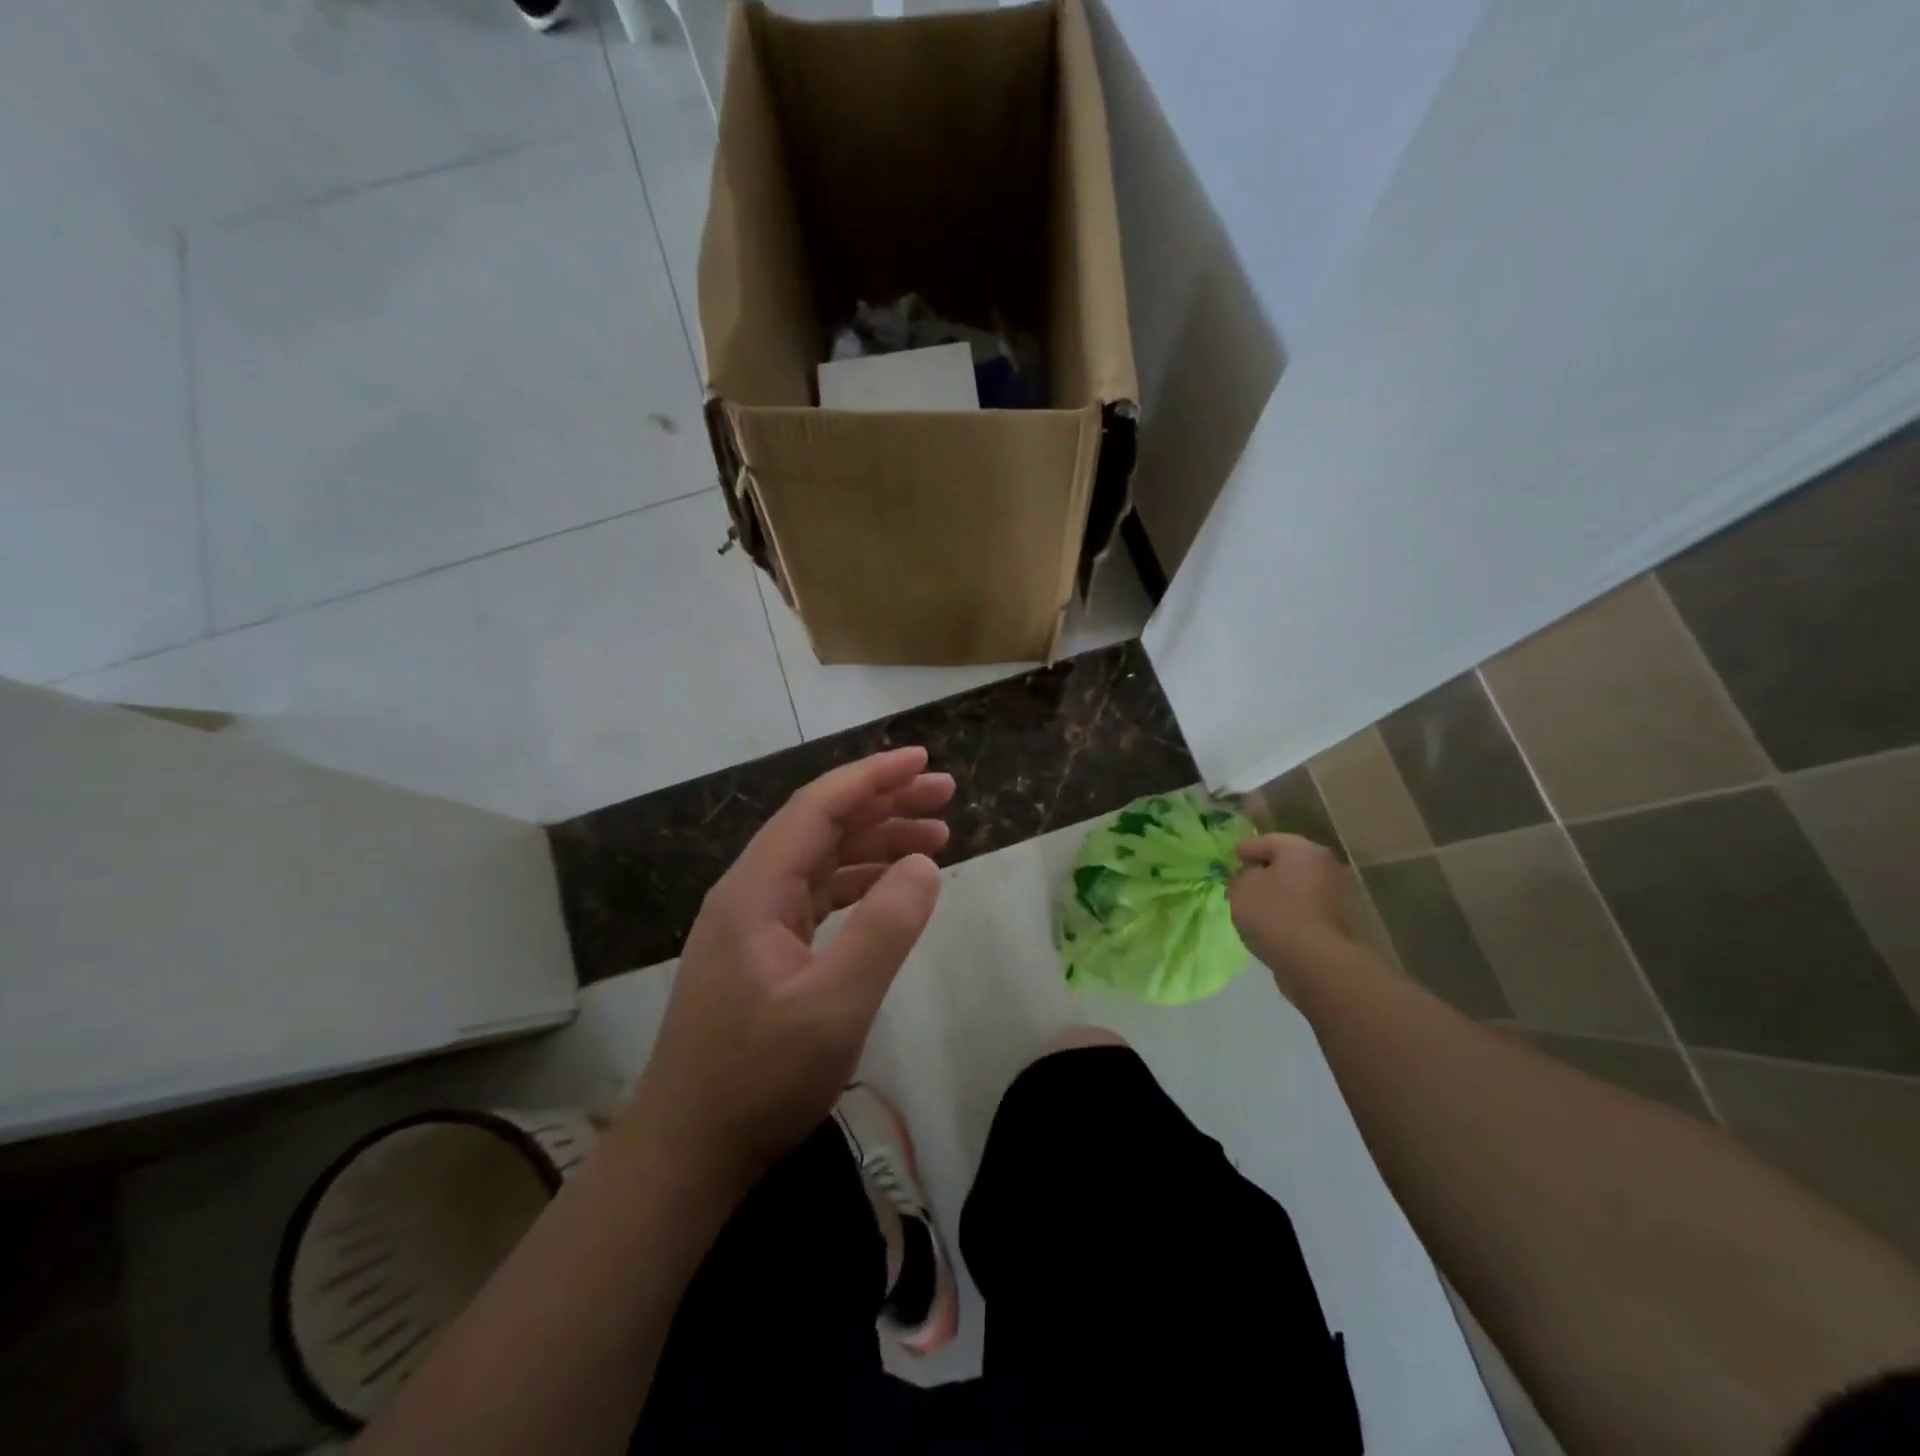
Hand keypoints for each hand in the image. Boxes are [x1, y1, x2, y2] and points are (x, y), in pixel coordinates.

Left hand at [627, 747, 950, 1186]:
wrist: (688, 1150)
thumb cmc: (759, 1079)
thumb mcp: (834, 1007)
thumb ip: (883, 930)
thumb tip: (924, 866)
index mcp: (756, 890)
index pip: (818, 808)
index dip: (872, 777)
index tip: (923, 761)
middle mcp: (751, 892)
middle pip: (822, 825)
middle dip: (884, 803)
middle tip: (945, 796)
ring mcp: (754, 922)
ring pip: (822, 859)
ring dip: (877, 841)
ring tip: (936, 838)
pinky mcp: (763, 950)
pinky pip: (818, 894)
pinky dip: (861, 881)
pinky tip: (894, 887)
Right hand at [1227, 834, 1351, 998]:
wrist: (1316, 962)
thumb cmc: (1274, 914)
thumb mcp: (1241, 889)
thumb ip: (1241, 876)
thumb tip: (1251, 877)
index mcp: (1302, 849)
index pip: (1268, 840)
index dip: (1246, 849)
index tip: (1232, 858)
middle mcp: (1325, 865)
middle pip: (1288, 862)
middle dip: (1265, 870)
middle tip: (1243, 880)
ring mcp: (1337, 894)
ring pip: (1299, 885)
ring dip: (1280, 891)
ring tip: (1257, 905)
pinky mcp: (1340, 921)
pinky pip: (1307, 907)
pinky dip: (1291, 910)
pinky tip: (1274, 922)